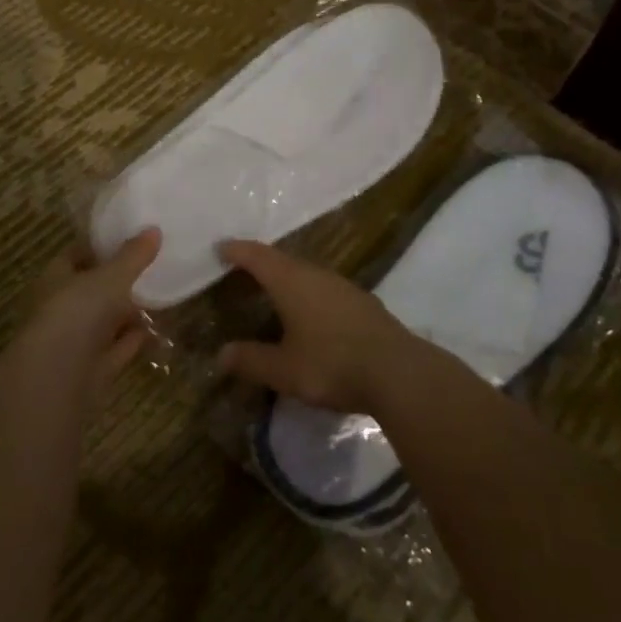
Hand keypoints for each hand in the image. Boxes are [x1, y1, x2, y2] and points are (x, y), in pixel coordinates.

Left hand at [21, 228, 160, 395]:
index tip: (129, 239)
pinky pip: (116, 350)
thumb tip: (153, 230)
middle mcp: (60, 309)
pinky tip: (152, 331)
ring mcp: (74, 342)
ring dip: (127, 313)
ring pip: (104, 322)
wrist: (57, 380)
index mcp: (55, 279)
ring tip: (158, 298)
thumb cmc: (76, 314)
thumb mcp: (110, 278)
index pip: (75, 256)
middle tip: (151, 268)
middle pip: (91, 290)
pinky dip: (132, 341)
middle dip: (117, 282)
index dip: (99, 247)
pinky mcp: (90, 371)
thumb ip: (132, 256)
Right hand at [214, 241, 411, 412]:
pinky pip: (325, 290)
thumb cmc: (332, 364)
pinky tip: (311, 315)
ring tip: (274, 292)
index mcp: (291, 281)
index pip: (257, 256)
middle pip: (283, 261)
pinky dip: (309, 295)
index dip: (237, 250)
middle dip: (261, 263)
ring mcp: (344, 287)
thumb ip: (252, 360)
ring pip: (307, 274)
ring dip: (288, 279)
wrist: (399, 373)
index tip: (221, 247)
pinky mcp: (364, 304)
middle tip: (243, 270)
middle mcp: (317, 275)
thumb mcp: (284, 369)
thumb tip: (222, 354)